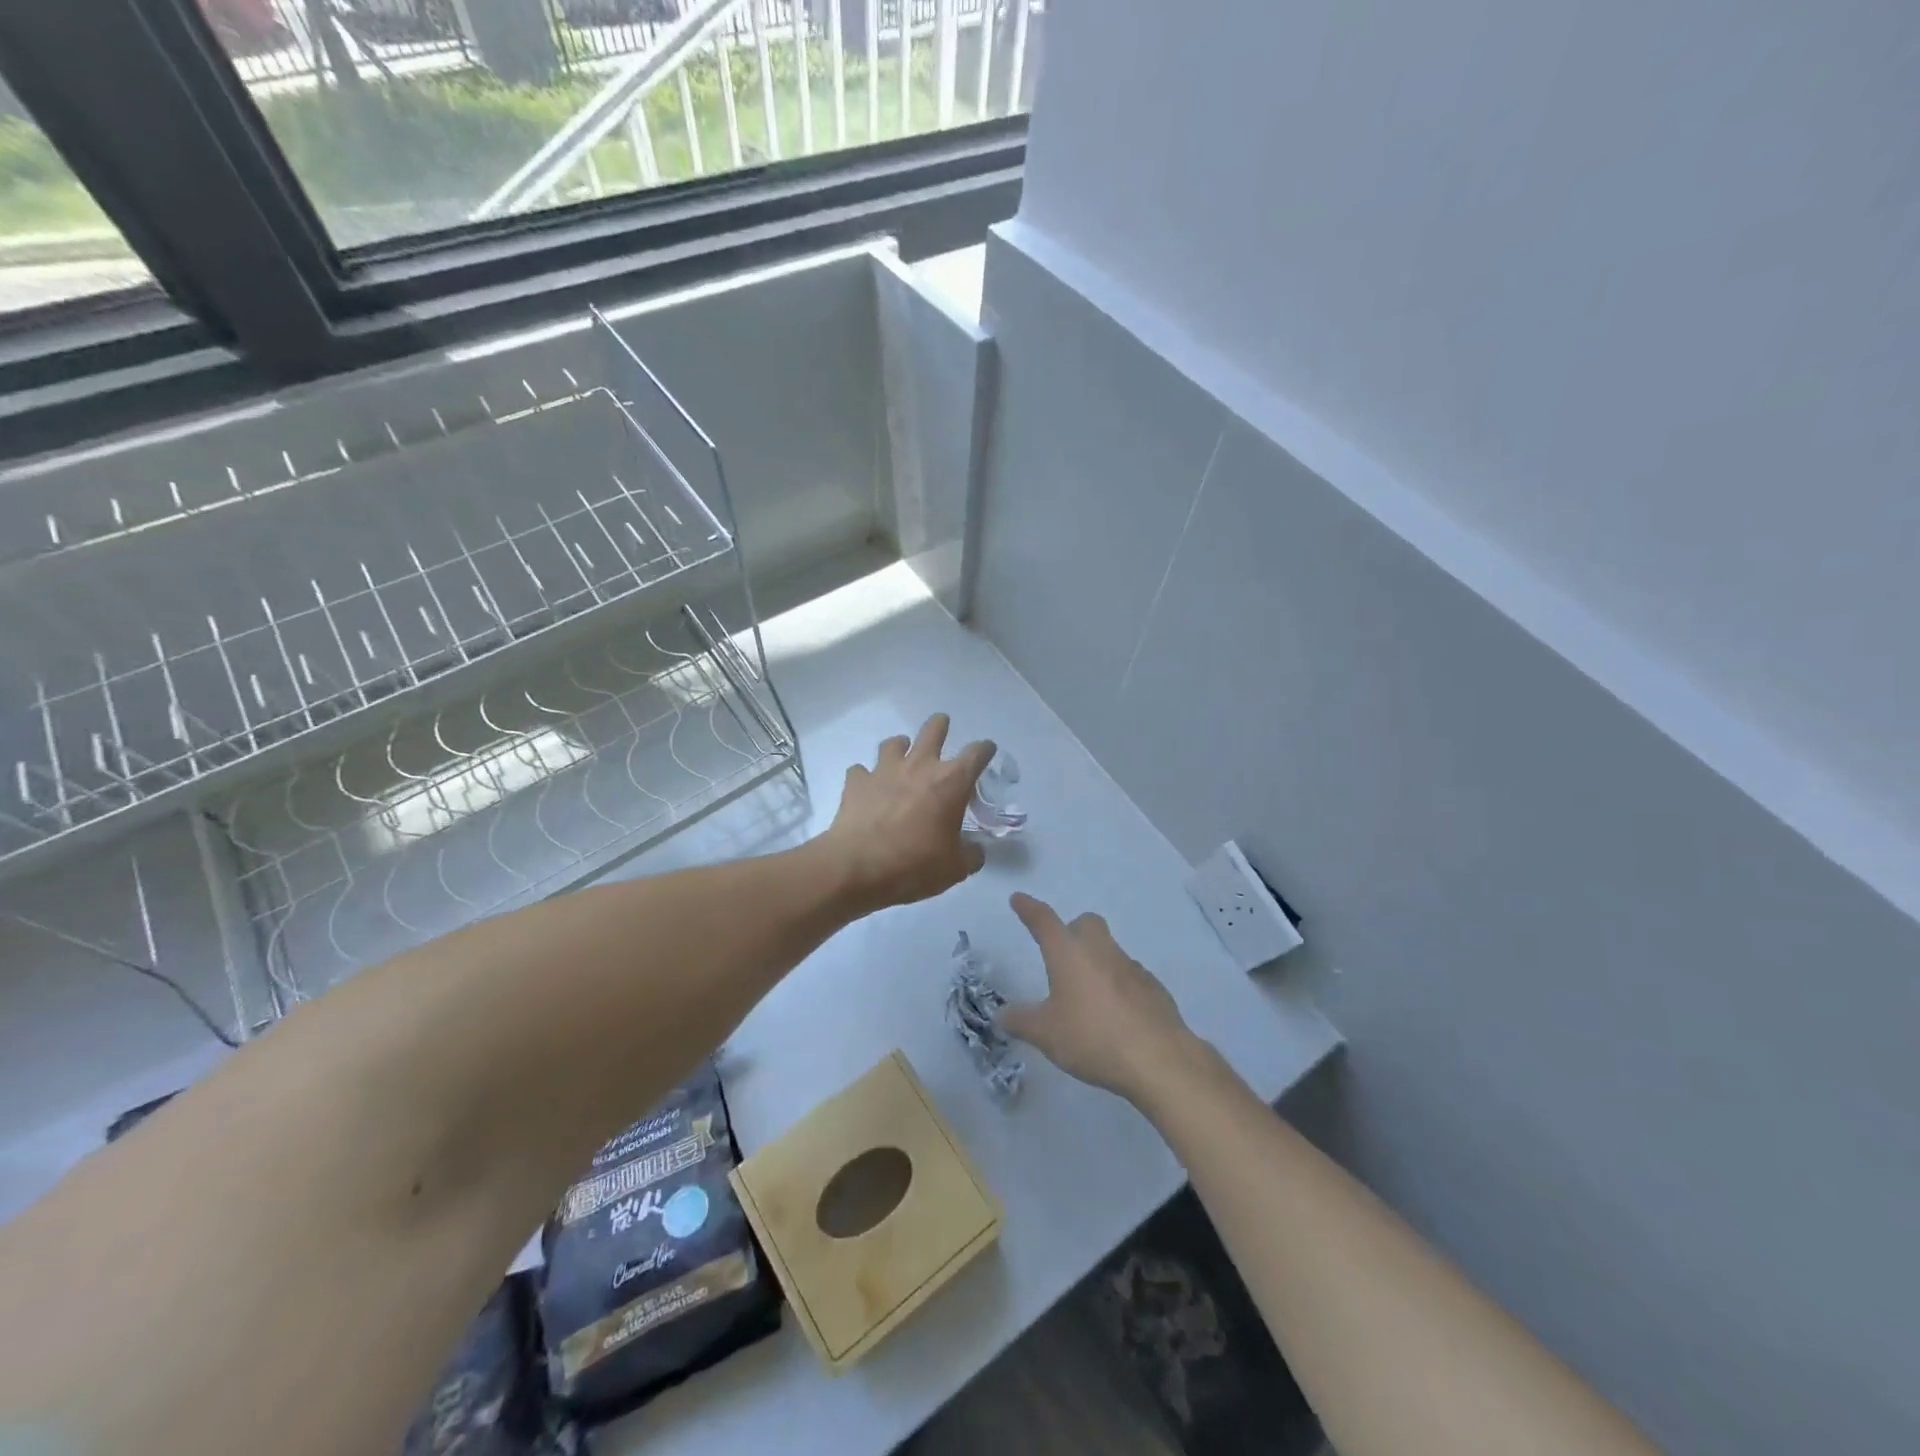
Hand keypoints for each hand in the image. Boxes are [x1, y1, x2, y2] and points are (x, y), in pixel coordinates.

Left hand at [820, 715, 995, 911]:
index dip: (985, 749)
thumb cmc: (915, 865)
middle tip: (942, 726)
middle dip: (940, 725)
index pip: (977, 753)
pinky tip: (867, 787)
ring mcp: (884, 770)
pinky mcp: (857, 782)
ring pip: (894, 743)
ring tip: (902, 755)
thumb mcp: (954, 869)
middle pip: (933, 730)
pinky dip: (866, 776)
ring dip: (901, 746)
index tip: (987, 750)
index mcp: (951, 782)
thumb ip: (970, 855)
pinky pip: (861, 771)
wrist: (858, 867)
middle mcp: (920, 766)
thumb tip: (976, 851)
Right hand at [1000, 893, 1202, 1104]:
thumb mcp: (1046, 1035)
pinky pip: (1130, 976)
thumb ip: (1021, 1021)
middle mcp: (1101, 951)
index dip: (1029, 909)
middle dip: (1072, 931)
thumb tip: (1001, 1015)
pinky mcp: (1154, 988)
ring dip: (1096, 962)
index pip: (1044, 921)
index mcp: (1069, 954)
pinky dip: (1119, 986)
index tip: (1018, 899)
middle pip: (1086, 923)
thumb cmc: (1092, 1038)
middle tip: (1062, 956)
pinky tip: (1116, 1015)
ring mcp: (1132, 967)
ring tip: (1087, 997)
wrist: (1158, 1059)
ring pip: (1110, 950)